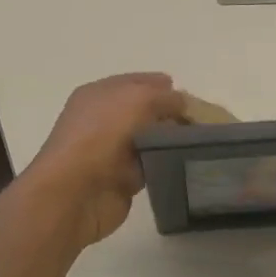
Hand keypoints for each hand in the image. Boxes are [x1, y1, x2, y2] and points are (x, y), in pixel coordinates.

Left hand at [25, 73, 187, 247]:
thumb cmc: (101, 136)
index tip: (190, 96)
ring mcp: (111, 151)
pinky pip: (150, 166)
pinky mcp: (121, 179)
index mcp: (99, 95)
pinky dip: (165, 165)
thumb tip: (182, 102)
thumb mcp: (137, 100)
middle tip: (200, 121)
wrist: (75, 193)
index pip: (135, 83)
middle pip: (144, 112)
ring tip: (200, 142)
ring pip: (149, 140)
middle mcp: (103, 120)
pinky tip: (186, 163)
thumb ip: (164, 97)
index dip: (161, 86)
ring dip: (170, 141)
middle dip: (170, 114)